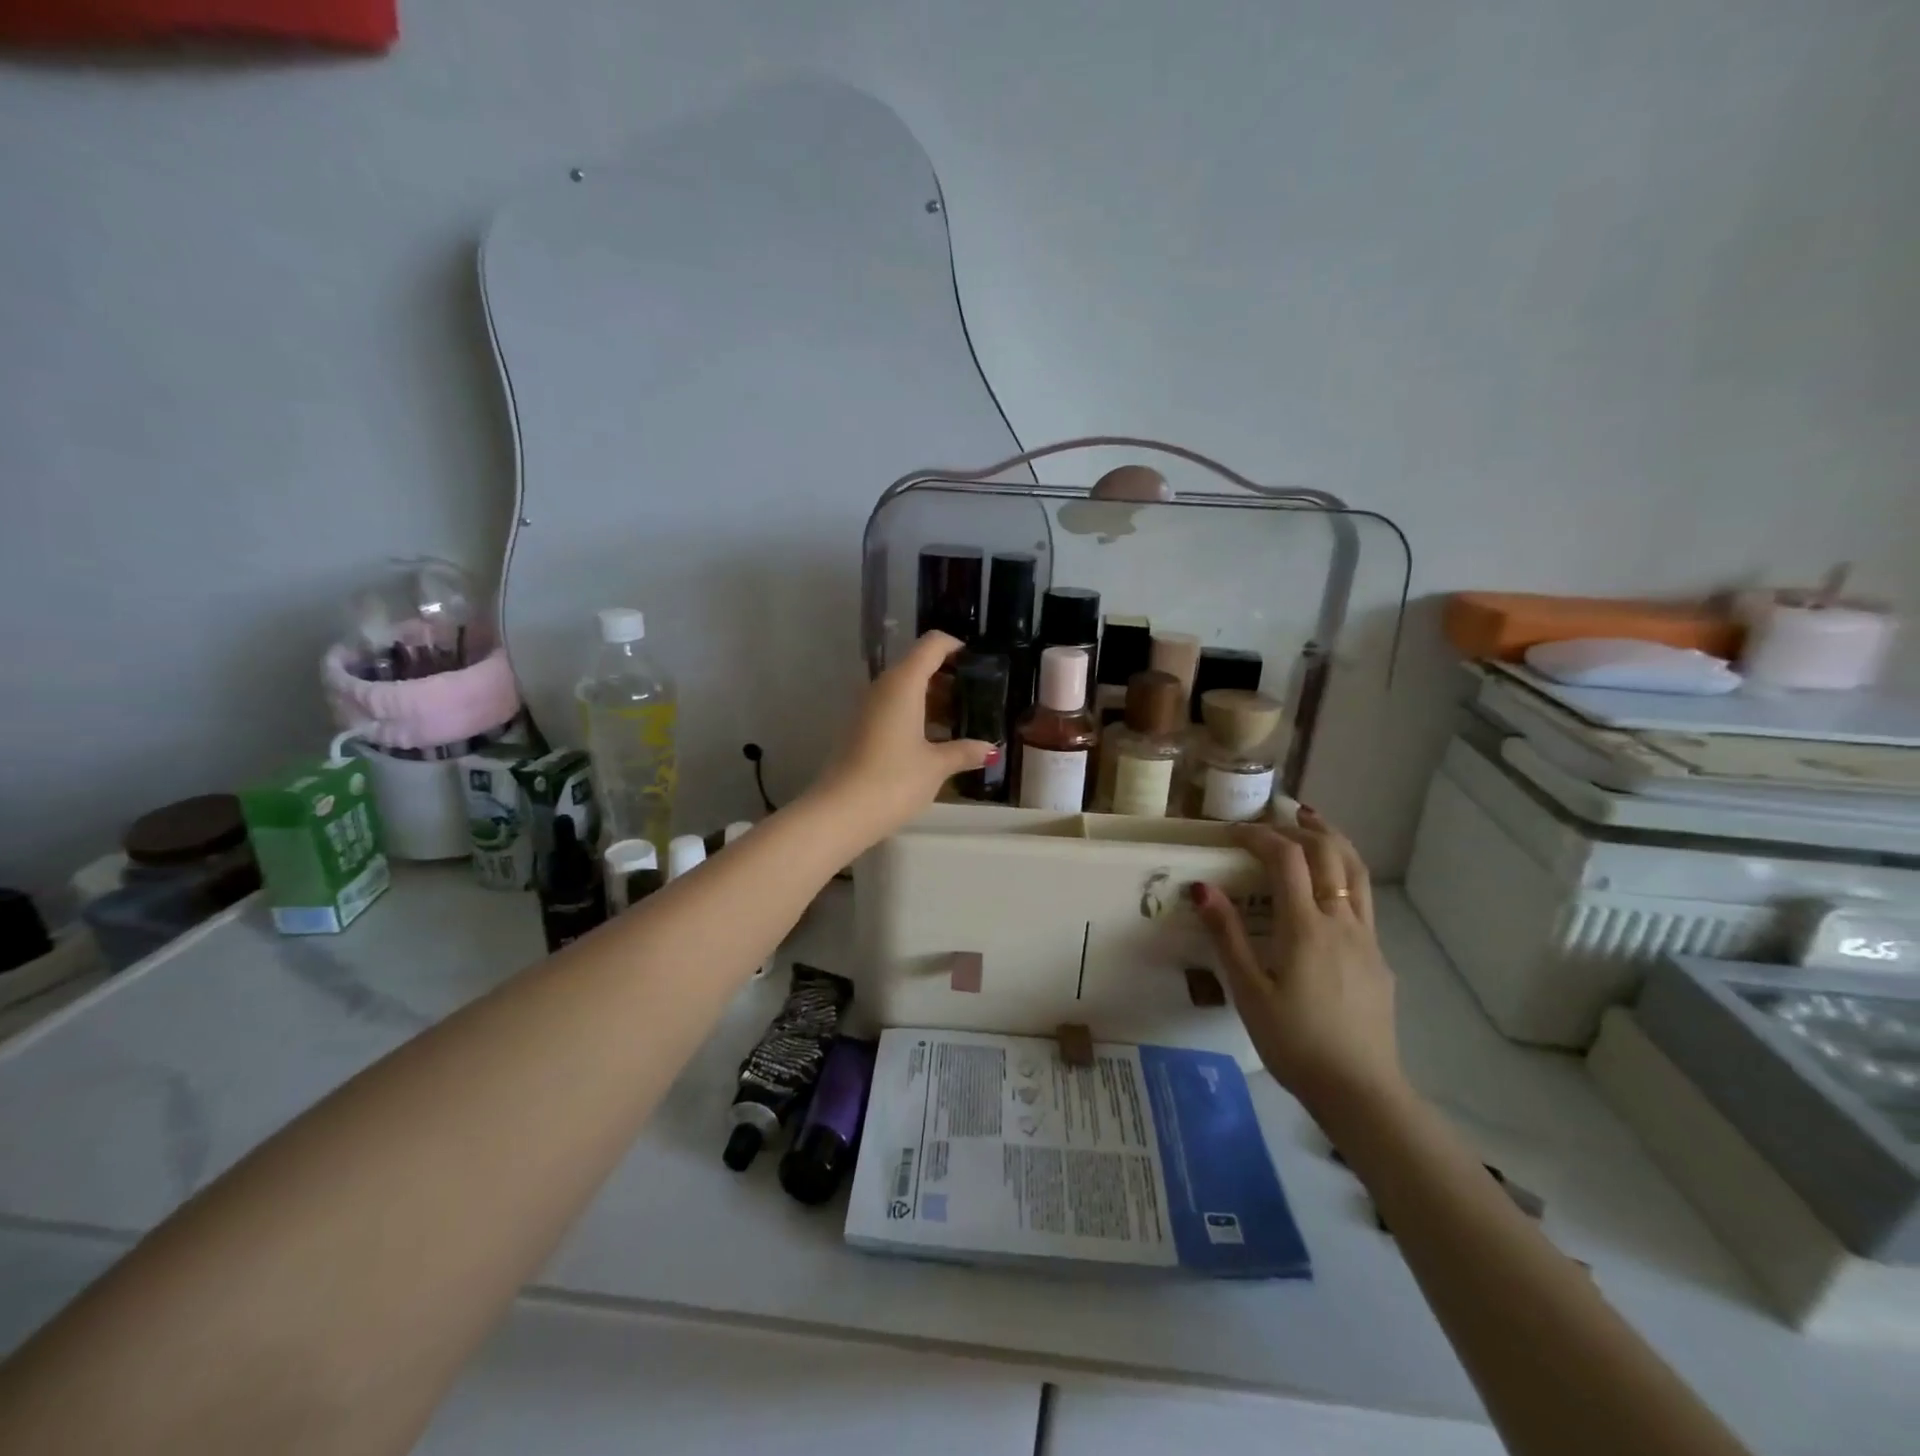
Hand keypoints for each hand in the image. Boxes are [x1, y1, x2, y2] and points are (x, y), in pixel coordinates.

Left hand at [812, 632, 994, 841]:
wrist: (840, 812)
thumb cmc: (894, 780)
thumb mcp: (936, 766)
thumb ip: (964, 751)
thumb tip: (990, 749)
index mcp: (903, 683)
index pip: (931, 645)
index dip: (955, 647)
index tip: (978, 662)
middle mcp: (882, 687)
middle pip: (917, 666)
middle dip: (948, 678)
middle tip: (977, 698)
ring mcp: (867, 708)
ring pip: (905, 690)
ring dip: (932, 700)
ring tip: (960, 722)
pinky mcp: (860, 729)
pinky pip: (893, 709)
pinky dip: (915, 716)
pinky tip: (934, 741)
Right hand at [1190, 810, 1404, 1113]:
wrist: (1361, 1091)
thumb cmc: (1295, 1043)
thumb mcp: (1248, 992)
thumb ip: (1227, 935)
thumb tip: (1202, 888)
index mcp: (1306, 927)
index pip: (1286, 858)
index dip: (1259, 835)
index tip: (1232, 832)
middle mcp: (1342, 921)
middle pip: (1330, 853)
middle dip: (1300, 828)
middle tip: (1273, 820)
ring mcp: (1367, 938)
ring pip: (1357, 871)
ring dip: (1332, 840)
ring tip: (1312, 823)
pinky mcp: (1379, 958)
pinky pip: (1363, 899)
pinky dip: (1344, 873)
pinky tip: (1327, 889)